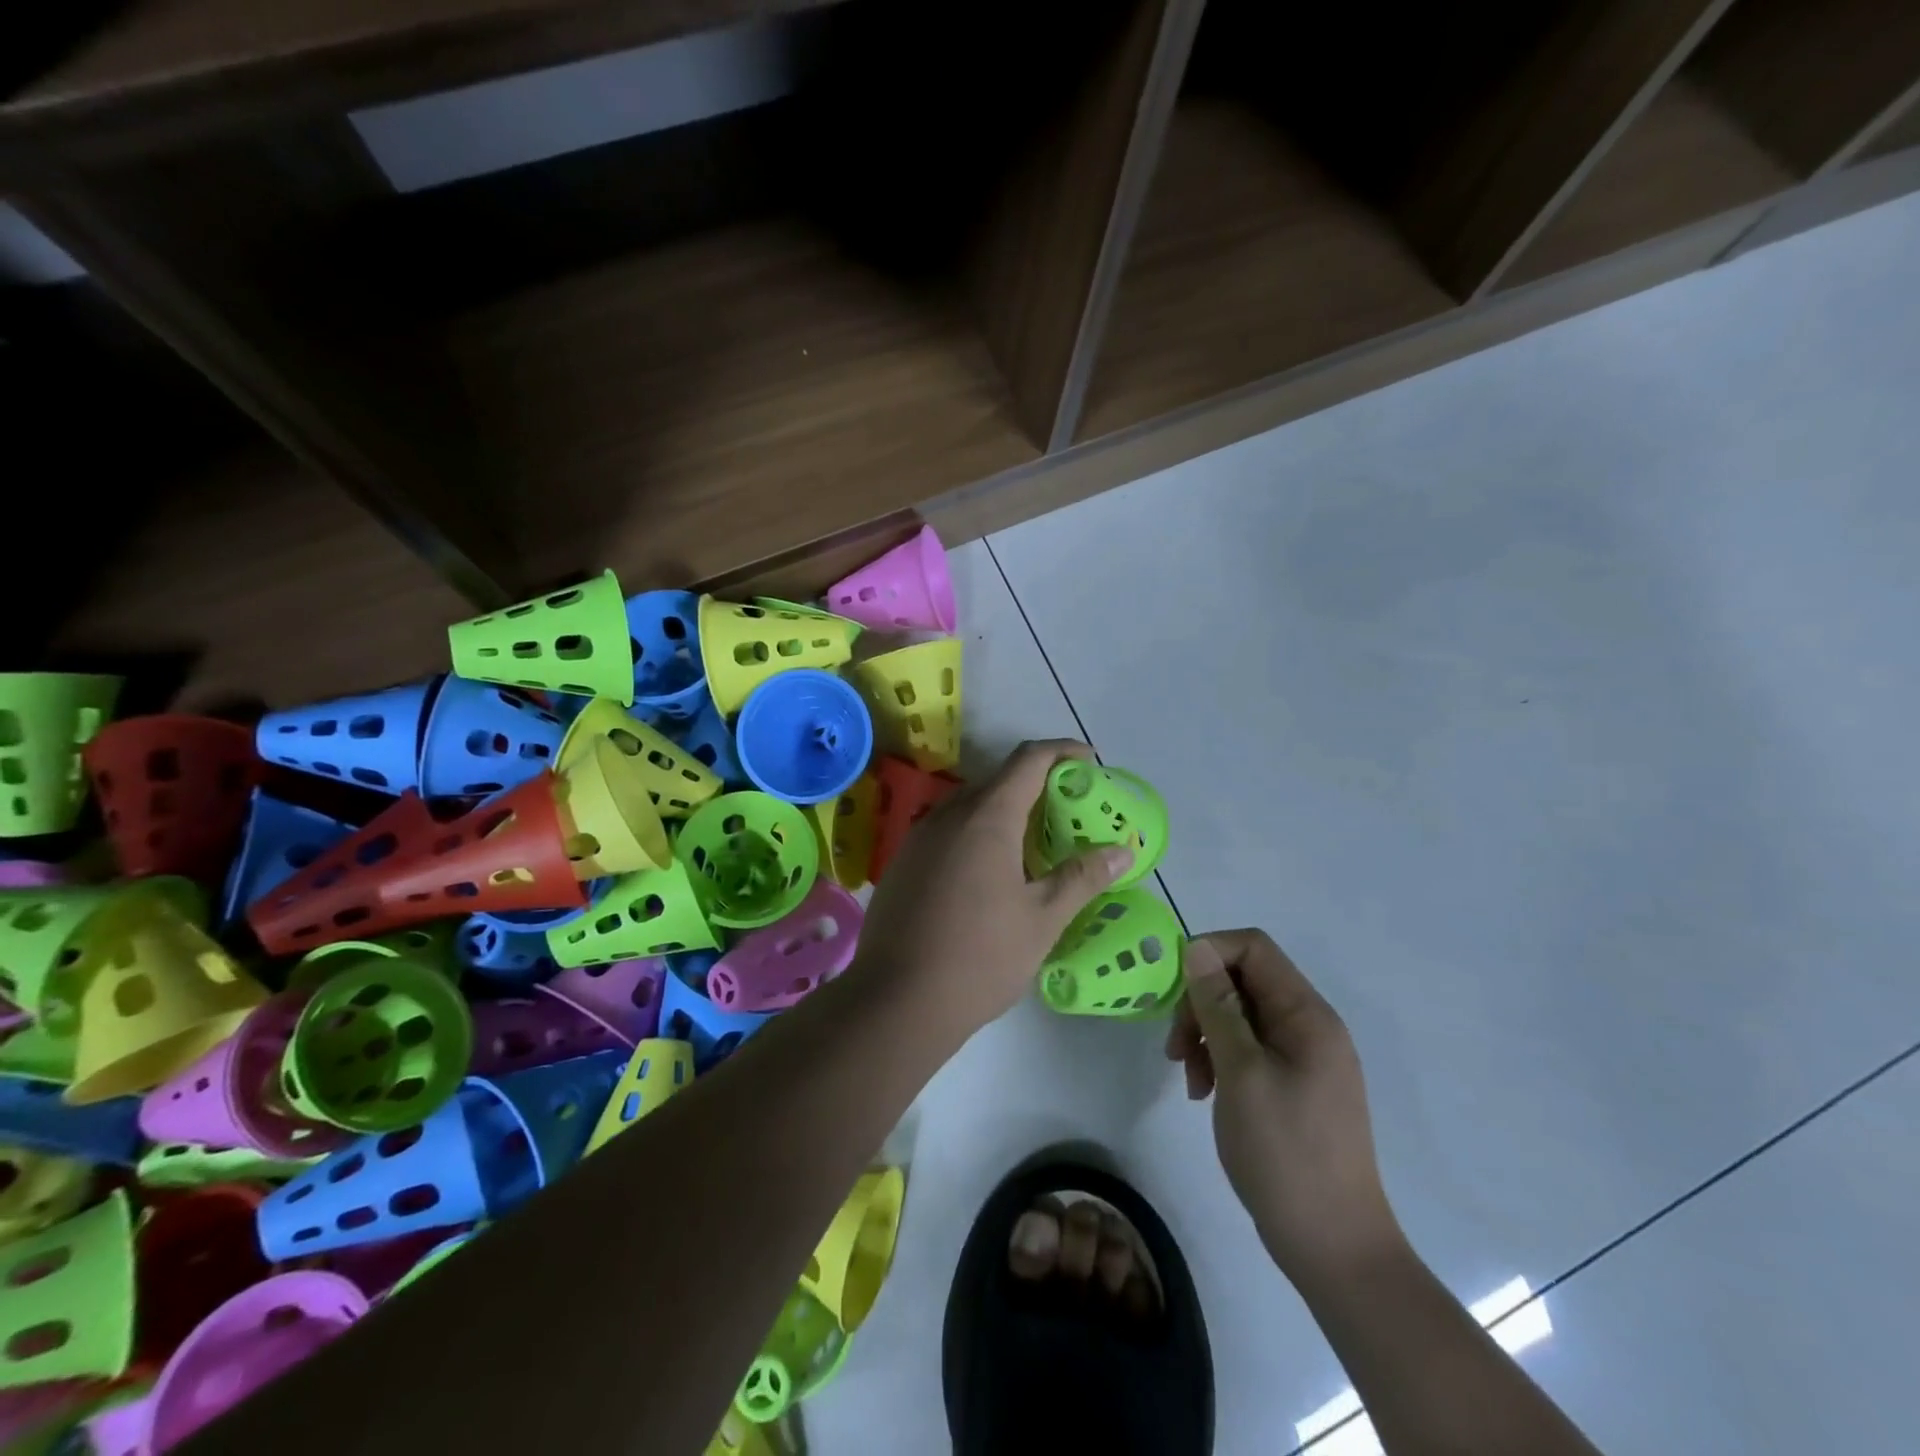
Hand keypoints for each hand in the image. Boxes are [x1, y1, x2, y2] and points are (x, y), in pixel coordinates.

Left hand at [850, 740, 1133, 1042]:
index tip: (1089, 761)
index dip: (1062, 752)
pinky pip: (947, 832)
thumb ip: (1082, 877)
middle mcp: (948, 816)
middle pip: (997, 781)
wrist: (896, 1001)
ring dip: (1003, 812)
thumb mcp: (1042, 919)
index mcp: (986, 818)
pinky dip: (976, 834)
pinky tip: (989, 874)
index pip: (1028, 760)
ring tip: (1033, 844)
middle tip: (1068, 812)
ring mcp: (918, 839)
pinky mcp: (902, 864)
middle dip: (1035, 785)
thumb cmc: (980, 957)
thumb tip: (1122, 851)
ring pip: (969, 807)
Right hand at [1167, 930, 1404, 1281]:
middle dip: (1201, 1003)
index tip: (1175, 992)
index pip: (1253, 948)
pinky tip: (1205, 1092)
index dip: (1208, 953)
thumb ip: (1218, 1006)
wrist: (1334, 1246)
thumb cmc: (1285, 1153)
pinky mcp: (1293, 1084)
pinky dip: (1220, 1059)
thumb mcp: (1241, 1072)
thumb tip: (1197, 948)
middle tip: (1176, 1049)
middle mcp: (1309, 1026)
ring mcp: (1303, 1057)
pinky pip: (1248, 1047)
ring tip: (1189, 1077)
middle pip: (1243, 980)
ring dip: (1205, 1034)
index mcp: (1307, 1015)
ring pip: (1240, 1014)